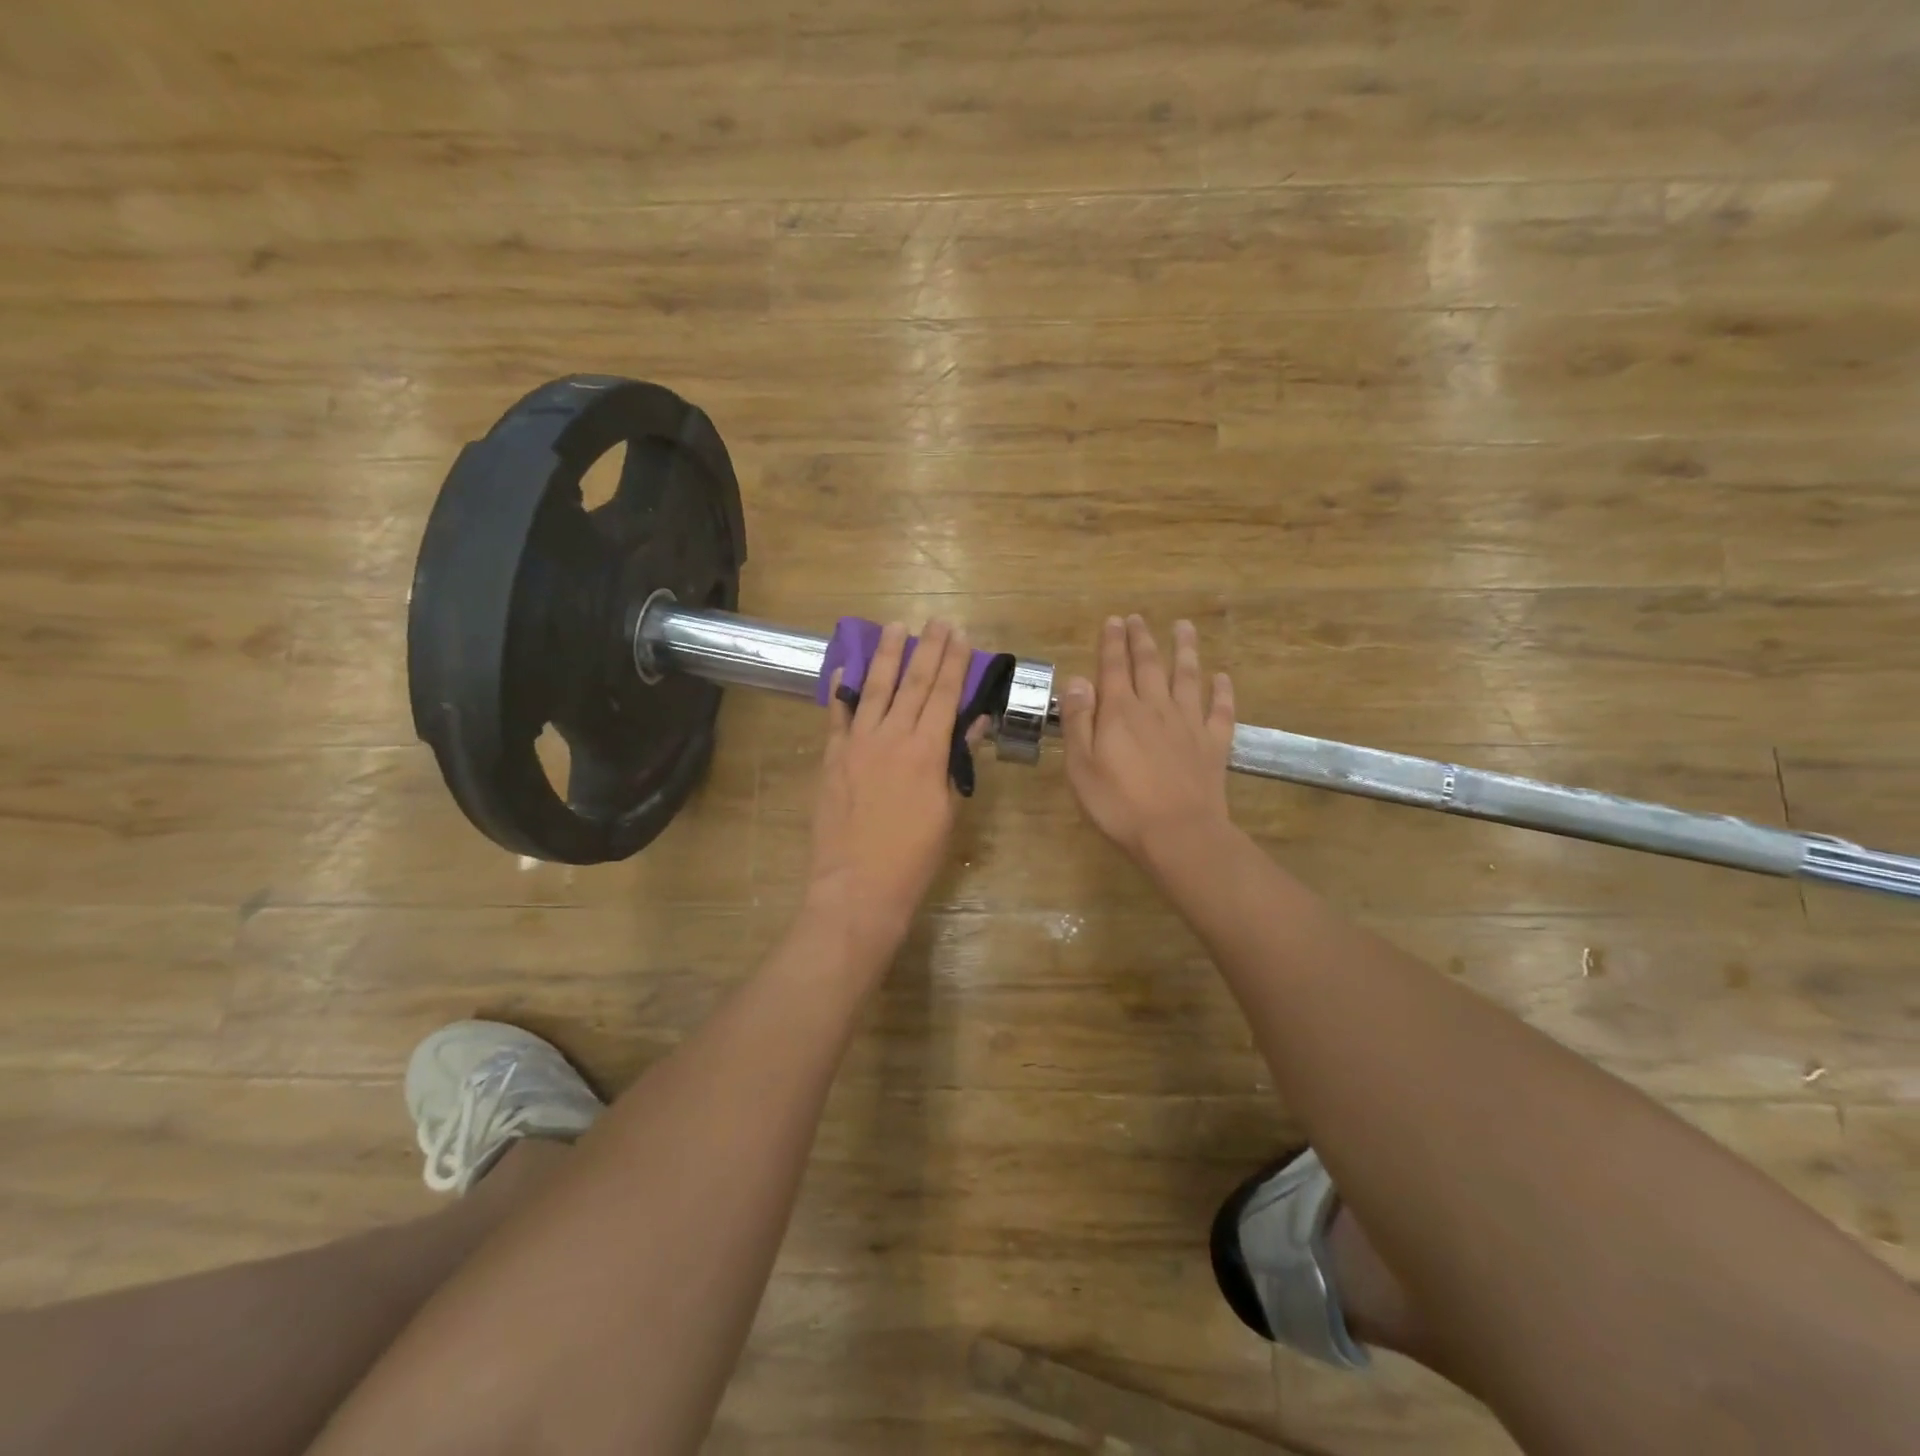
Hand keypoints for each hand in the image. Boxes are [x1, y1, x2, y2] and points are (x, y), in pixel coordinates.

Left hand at [806, 619, 975, 961]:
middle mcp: (891, 737)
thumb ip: (955, 762)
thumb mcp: (945, 811)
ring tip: (895, 626)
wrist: (858, 887)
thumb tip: (972, 724)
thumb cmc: (913, 857)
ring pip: (874, 689)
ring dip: (886, 656)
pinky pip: (837, 716)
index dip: (954, 663)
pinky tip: (846, 669)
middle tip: (937, 620)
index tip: (961, 635)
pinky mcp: (832, 758)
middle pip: (912, 683)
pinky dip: (842, 691)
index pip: (944, 695)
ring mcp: (856, 744)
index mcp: (926, 751)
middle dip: (927, 648)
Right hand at [1059, 615, 1236, 865]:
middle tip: (1139, 618)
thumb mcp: (1082, 766)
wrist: (1178, 834)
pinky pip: (1220, 711)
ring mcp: (1189, 724)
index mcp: (1120, 712)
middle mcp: (1156, 708)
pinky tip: (1222, 678)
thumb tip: (1078, 680)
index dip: (1113, 643)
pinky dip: (1222, 692)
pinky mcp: (1214, 744)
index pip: (1114, 667)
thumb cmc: (1119, 804)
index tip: (1114, 620)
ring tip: (1184, 627)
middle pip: (1150, 665)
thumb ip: (1079, 721)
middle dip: (1143, 639)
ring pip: (1188, 677)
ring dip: (1185, 650)